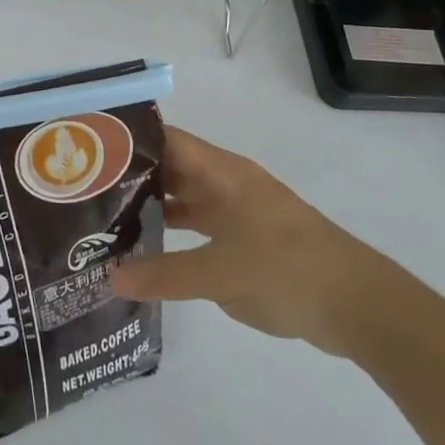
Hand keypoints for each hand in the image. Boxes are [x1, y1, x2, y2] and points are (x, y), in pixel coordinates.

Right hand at [110, 125, 382, 357]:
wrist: (359, 305)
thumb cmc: (287, 270)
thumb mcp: (220, 274)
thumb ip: (165, 274)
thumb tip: (111, 277)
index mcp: (223, 173)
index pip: (167, 140)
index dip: (131, 139)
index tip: (89, 147)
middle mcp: (228, 184)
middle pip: (173, 168)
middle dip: (133, 175)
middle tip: (86, 187)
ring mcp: (239, 212)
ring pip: (185, 198)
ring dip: (152, 206)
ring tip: (106, 217)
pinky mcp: (248, 240)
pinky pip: (200, 227)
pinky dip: (175, 233)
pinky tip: (148, 250)